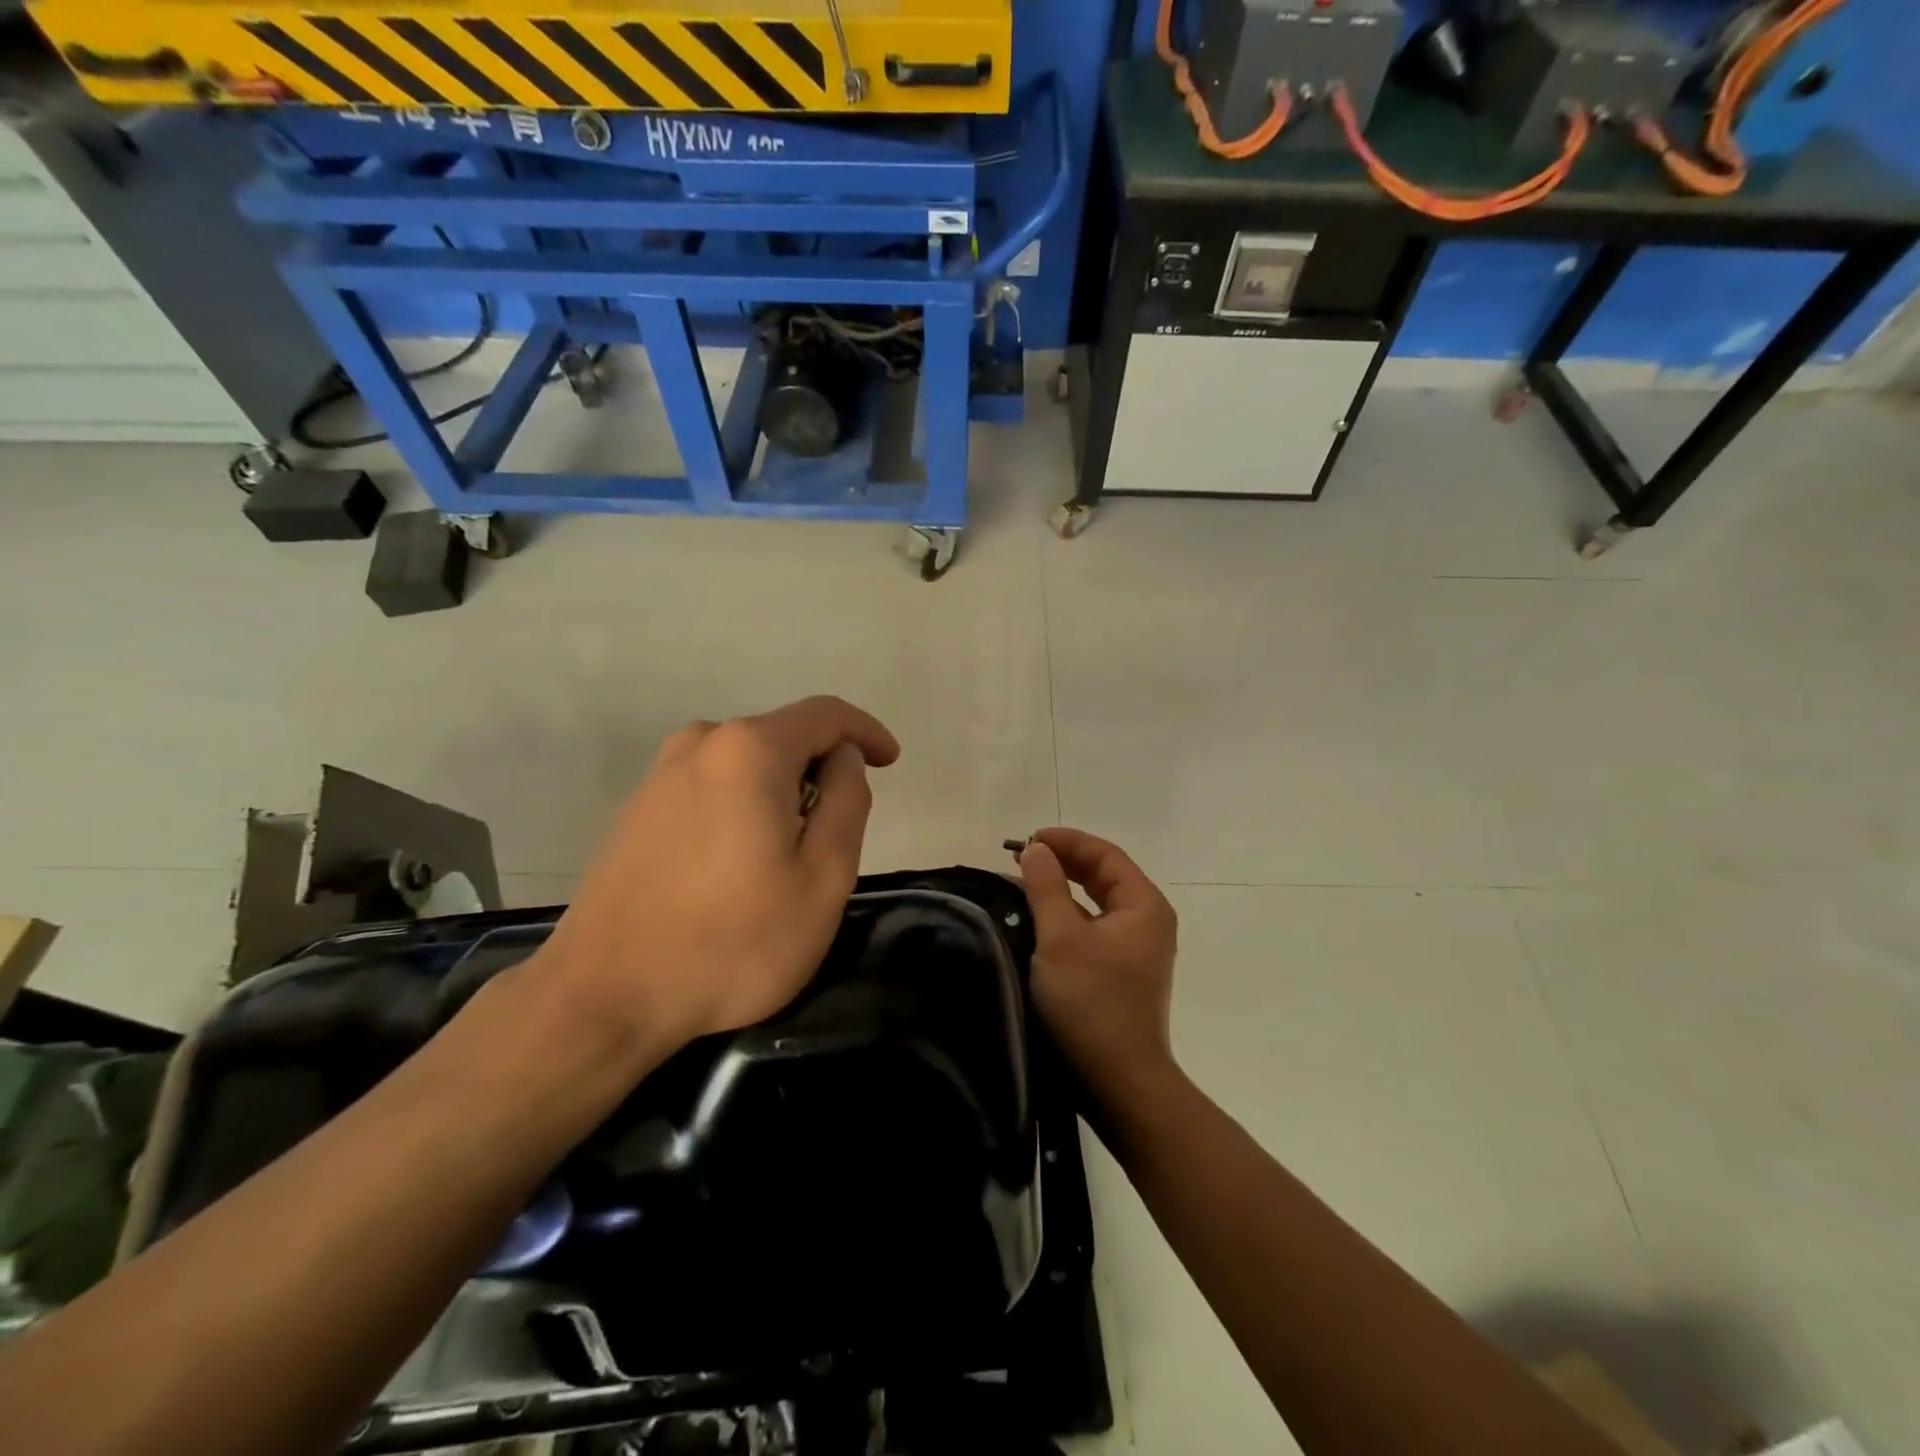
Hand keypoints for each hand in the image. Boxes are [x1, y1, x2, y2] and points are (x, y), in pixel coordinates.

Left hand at [535, 696, 899, 1059]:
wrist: (605, 996)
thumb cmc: (733, 941)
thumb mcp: (823, 878)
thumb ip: (847, 803)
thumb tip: (844, 759)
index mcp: (749, 750)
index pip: (825, 714)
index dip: (866, 732)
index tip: (891, 763)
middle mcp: (700, 744)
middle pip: (783, 736)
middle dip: (821, 771)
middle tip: (837, 836)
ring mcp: (660, 775)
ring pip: (746, 764)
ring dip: (781, 792)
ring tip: (788, 857)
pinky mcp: (637, 808)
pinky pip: (711, 786)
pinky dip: (743, 806)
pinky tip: (739, 865)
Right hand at [1017, 828, 1178, 1097]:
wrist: (1119, 1082)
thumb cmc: (1092, 1002)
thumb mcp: (1061, 938)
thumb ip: (1046, 887)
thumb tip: (1036, 849)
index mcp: (1144, 905)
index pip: (1105, 854)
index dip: (1066, 840)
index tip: (1027, 841)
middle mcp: (1146, 922)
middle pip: (1104, 875)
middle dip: (1063, 862)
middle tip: (1022, 859)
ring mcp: (1136, 951)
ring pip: (1096, 903)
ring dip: (1062, 889)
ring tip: (1024, 884)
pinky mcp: (1120, 974)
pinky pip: (1092, 929)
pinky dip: (1066, 917)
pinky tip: (1037, 922)